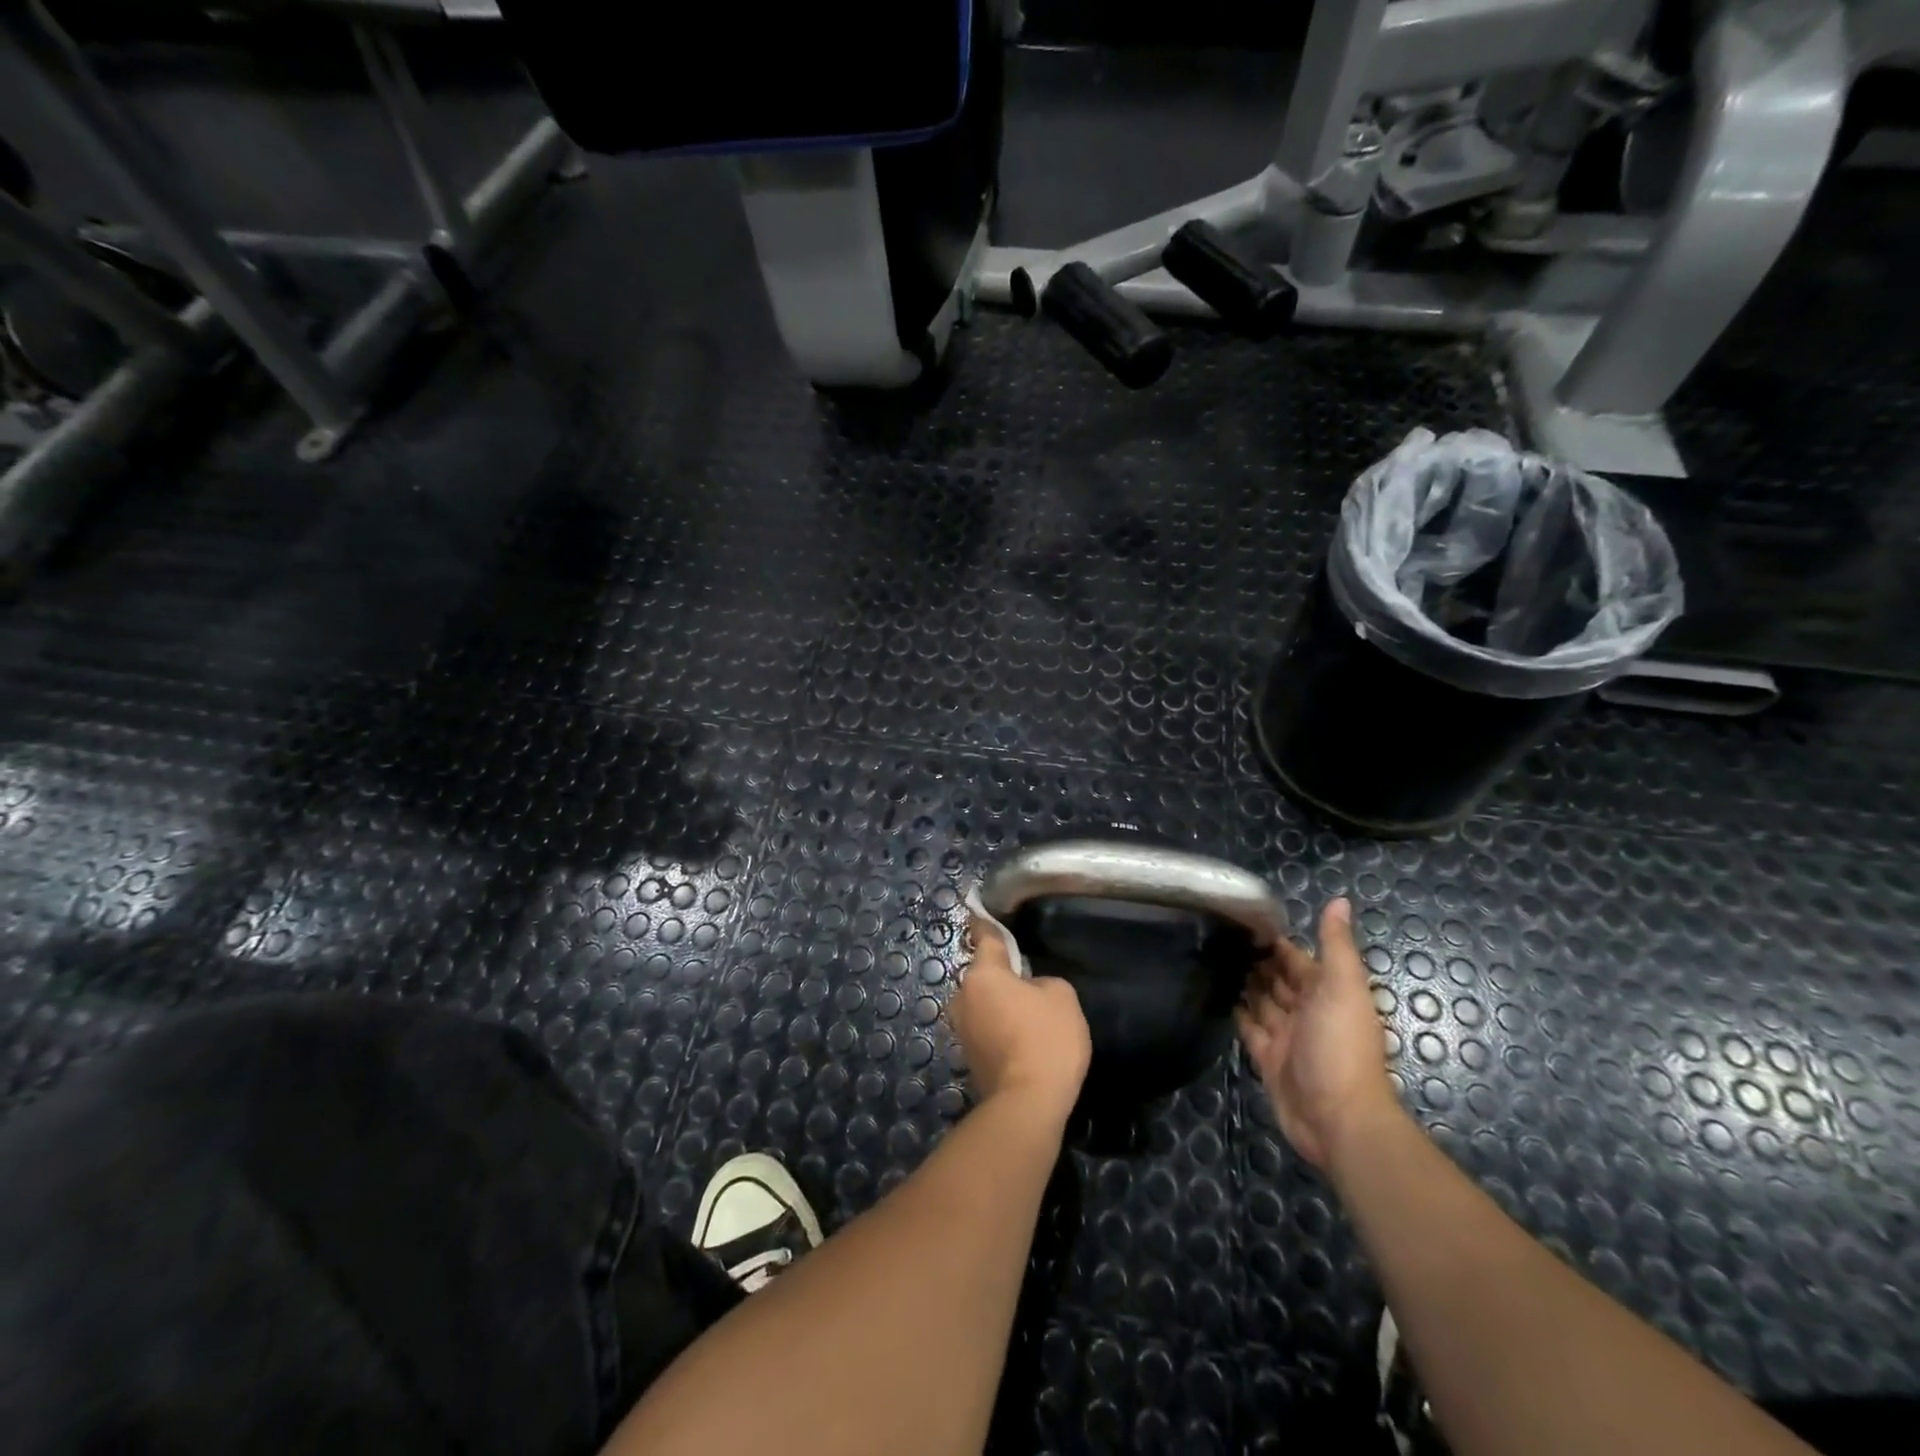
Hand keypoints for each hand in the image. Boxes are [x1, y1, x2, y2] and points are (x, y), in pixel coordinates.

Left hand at [949, 913, 1091, 1123]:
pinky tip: (1022, 1042)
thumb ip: (1042, 981)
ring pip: (982, 1004)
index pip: (984, 937)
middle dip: (1001, 976)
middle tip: (1029, 984)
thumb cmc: (1046, 1039)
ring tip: (1029, 1018)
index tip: (978, 910)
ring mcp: (961, 1030)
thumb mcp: (1061, 996)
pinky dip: (1000, 1030)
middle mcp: (963, 997)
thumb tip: (1028, 990)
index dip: (985, 923)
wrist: (1028, 1103)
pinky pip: (985, 1029)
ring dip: (999, 1005)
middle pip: (983, 975)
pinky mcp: (968, 1057)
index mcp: (983, 974)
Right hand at [1236, 897, 1400, 1169]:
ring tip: (1212, 958)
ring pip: (1262, 1002)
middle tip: (1216, 935)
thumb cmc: (1340, 1047)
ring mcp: (1286, 1037)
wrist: (1337, 1119)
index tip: (1241, 919)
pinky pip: (1249, 1029)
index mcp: (1327, 993)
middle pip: (1277, 980)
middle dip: (1255, 960)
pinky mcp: (1267, 1059)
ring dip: (1244, 983)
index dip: (1274, 941)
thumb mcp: (1343, 988)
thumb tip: (1340, 900)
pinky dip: (1238, 1012)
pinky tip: (1218, 994)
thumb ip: (1336, 944)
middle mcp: (1307, 1012)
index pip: (1296, 959)